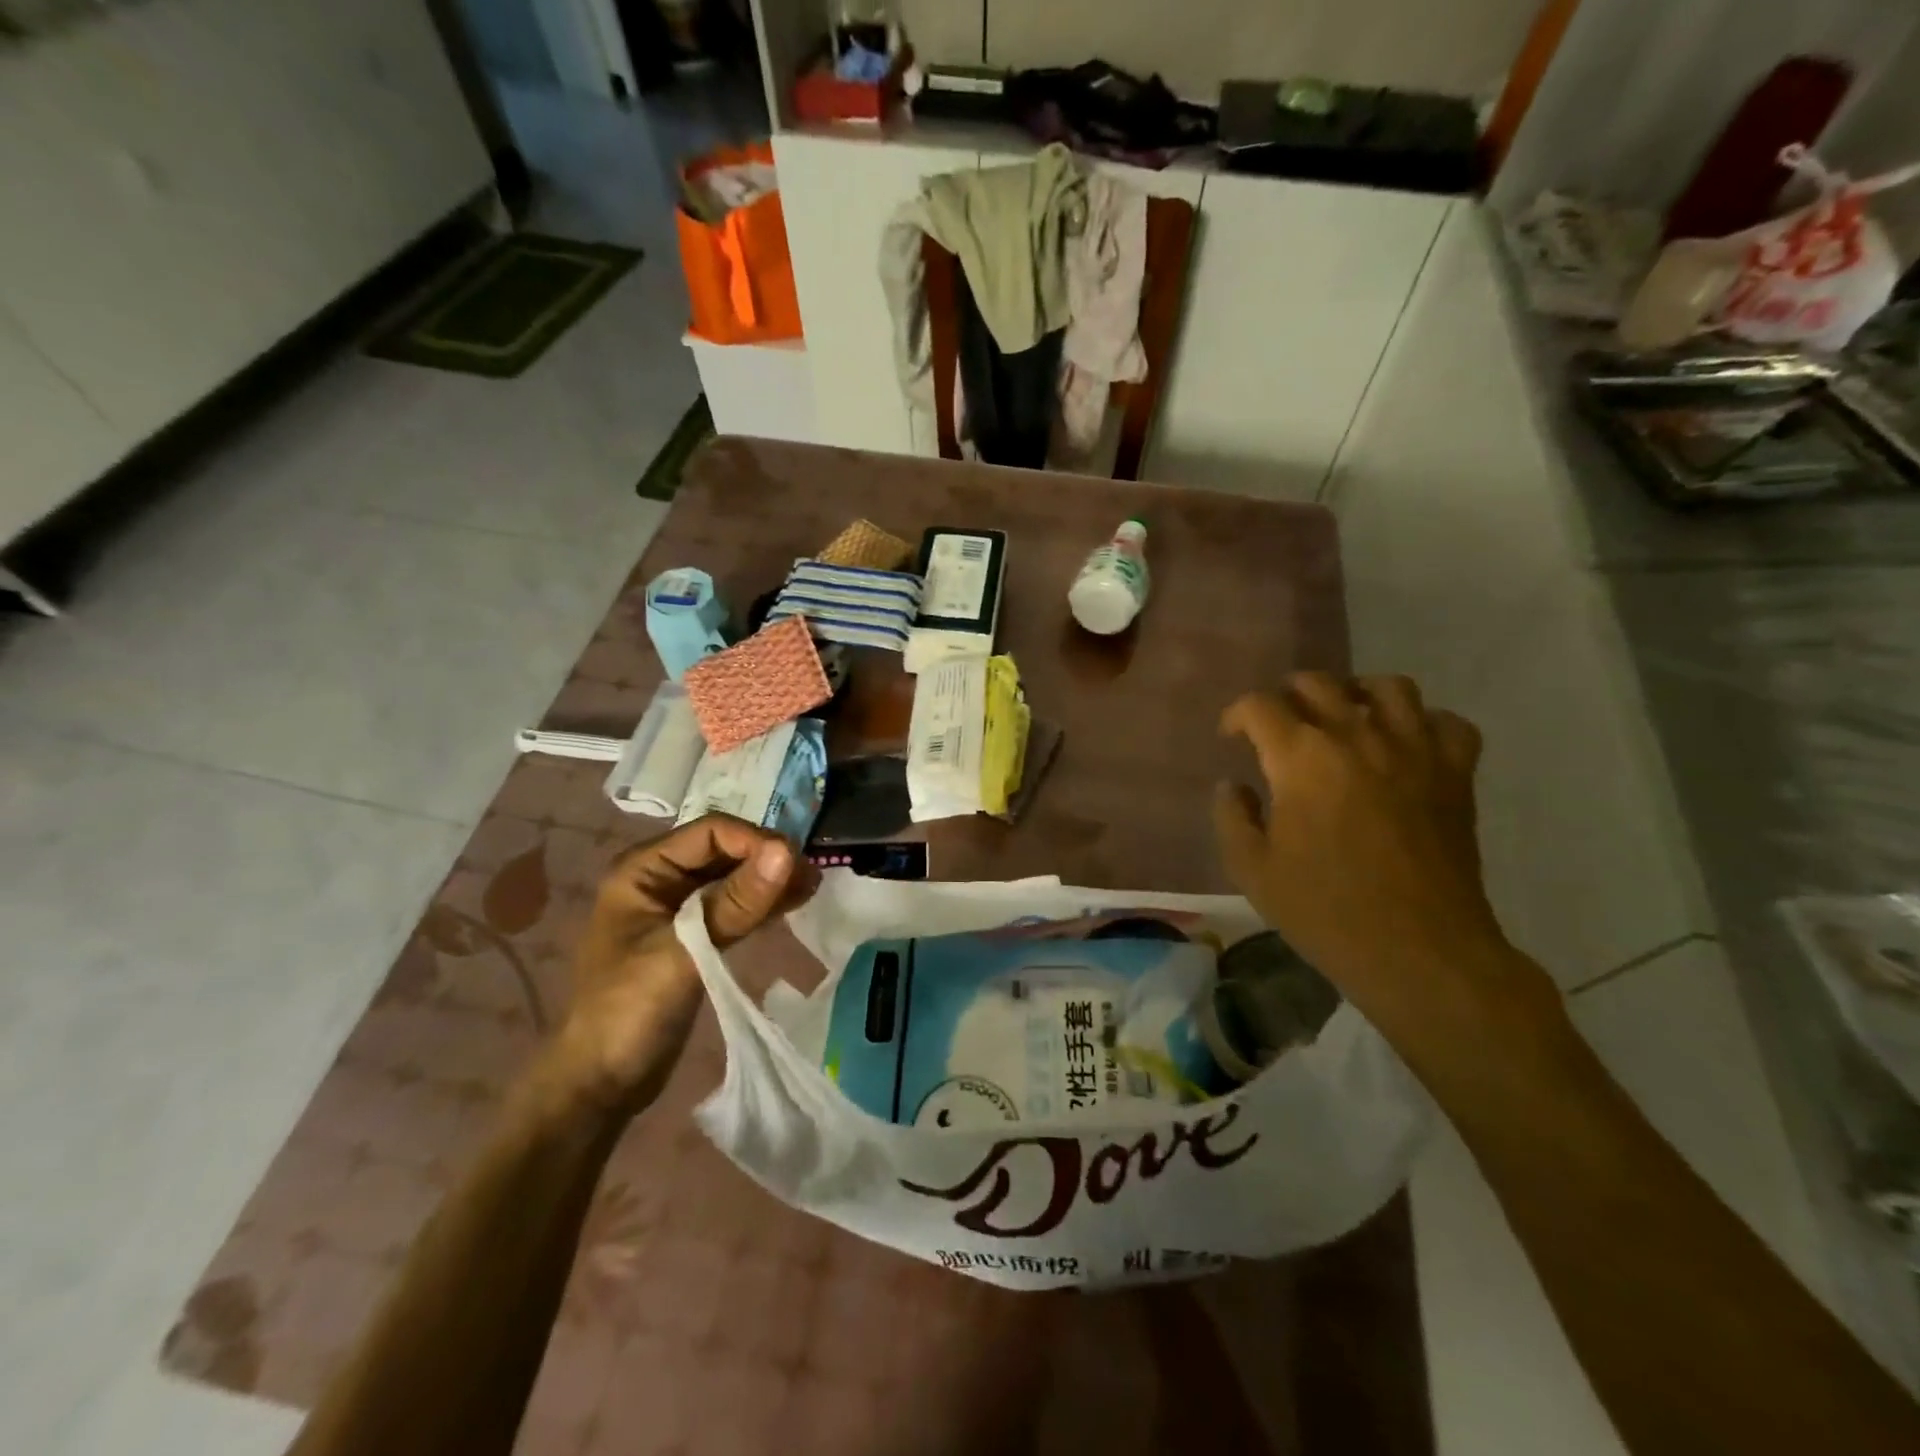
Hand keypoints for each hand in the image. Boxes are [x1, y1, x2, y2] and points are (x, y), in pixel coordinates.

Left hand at [550, 815, 818, 1117]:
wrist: (602, 1083)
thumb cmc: (630, 1010)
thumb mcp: (685, 952)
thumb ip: (736, 903)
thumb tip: (787, 852)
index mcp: (644, 869)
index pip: (711, 832)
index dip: (755, 841)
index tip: (796, 864)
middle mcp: (660, 879)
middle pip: (725, 850)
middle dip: (767, 859)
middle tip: (811, 878)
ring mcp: (677, 908)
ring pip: (733, 876)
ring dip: (770, 879)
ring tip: (811, 889)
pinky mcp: (694, 935)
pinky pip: (734, 904)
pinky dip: (762, 902)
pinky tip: (793, 904)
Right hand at [1213, 673, 1551, 1043]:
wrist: (1418, 950)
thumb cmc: (1325, 910)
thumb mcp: (1252, 870)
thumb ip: (1232, 817)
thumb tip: (1233, 786)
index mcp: (1301, 758)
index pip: (1260, 706)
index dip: (1237, 715)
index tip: (1231, 738)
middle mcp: (1358, 737)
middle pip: (1318, 684)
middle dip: (1288, 696)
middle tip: (1279, 725)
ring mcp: (1414, 750)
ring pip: (1389, 687)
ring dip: (1357, 693)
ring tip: (1344, 715)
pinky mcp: (1456, 774)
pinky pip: (1448, 723)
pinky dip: (1424, 723)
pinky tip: (1406, 744)